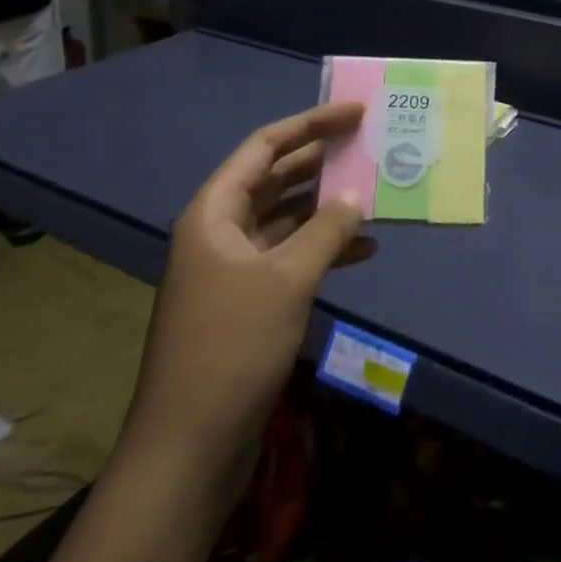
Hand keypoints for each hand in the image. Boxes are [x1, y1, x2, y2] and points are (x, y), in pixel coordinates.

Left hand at [123, 102, 373, 469]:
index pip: (265, 147)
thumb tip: (357, 195)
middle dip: (321, 160)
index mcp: (215, 212)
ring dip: (326, 206)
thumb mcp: (287, 280)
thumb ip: (327, 230)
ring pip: (286, 218)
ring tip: (373, 192)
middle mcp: (219, 232)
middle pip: (275, 178)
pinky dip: (323, 249)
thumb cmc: (232, 348)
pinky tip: (363, 250)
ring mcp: (232, 269)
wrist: (187, 450)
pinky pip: (289, 257)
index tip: (355, 112)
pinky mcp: (246, 302)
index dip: (311, 123)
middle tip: (368, 143)